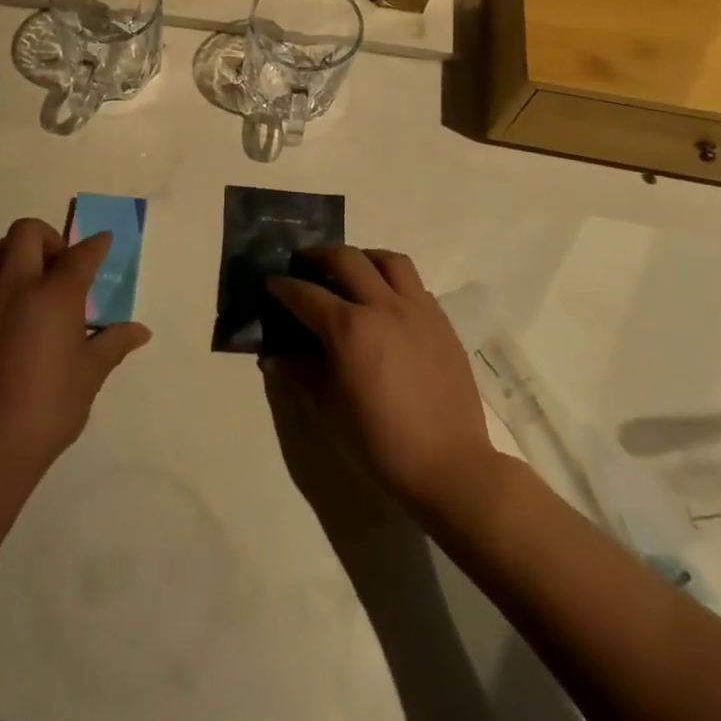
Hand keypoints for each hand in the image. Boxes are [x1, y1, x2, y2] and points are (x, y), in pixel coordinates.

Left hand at [0, 217, 151, 499]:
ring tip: (26, 287)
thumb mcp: (87, 379)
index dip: (95, 245)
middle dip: (48, 238)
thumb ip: (112, 345)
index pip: (80, 255)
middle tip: (58, 267)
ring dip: (14, 255)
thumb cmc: (43, 413)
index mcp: (53, 297)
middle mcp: (13, 286)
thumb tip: (140, 331)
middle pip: (27, 232)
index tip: (103, 242)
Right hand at [267, 247, 495, 519]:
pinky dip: (394, 283)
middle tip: (304, 262)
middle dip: (318, 255)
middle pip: (346, 259)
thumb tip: (273, 357)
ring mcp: (417, 310)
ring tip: (352, 270)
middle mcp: (383, 307)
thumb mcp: (329, 408)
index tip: (272, 284)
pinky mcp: (442, 322)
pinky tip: (386, 304)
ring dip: (363, 258)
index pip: (306, 294)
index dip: (284, 287)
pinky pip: (415, 286)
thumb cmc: (380, 441)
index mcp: (349, 328)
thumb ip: (301, 373)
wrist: (449, 465)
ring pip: (389, 261)